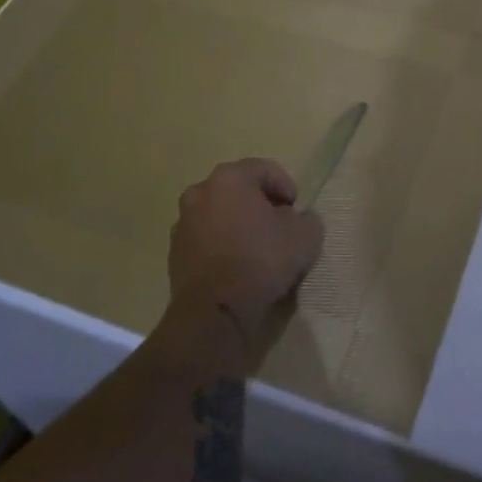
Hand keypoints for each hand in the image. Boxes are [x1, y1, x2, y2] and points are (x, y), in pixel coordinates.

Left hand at [167, 159, 324, 369]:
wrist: (215, 312)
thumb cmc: (262, 261)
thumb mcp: (305, 236)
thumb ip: (307, 219)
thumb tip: (298, 220)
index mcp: (230, 178)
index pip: (264, 169)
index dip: (286, 186)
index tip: (296, 210)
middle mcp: (200, 192)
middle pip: (238, 189)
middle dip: (260, 203)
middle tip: (279, 226)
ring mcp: (182, 222)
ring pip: (219, 213)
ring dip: (238, 223)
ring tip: (257, 248)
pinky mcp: (174, 252)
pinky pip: (206, 238)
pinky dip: (221, 244)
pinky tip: (237, 266)